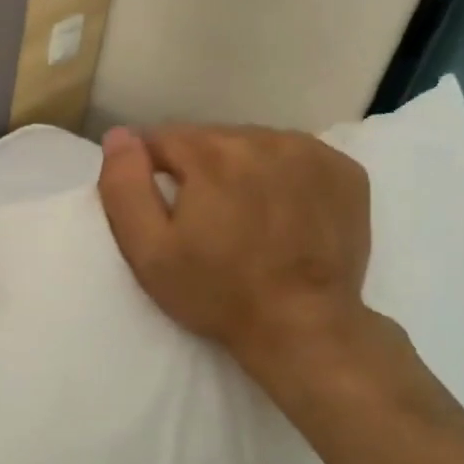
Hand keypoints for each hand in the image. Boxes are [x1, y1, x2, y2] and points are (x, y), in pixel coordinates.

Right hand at [96, 123, 375, 393]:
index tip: (161, 208)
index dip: (151, 172)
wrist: (304, 328)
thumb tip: (118, 135)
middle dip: (197, 170)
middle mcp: (263, 139)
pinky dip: (282, 176)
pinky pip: (295, 157)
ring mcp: (310, 152)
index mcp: (211, 154)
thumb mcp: (148, 251)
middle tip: (201, 220)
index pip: (161, 138)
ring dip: (239, 170)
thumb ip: (124, 187)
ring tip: (243, 217)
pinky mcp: (344, 171)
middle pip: (209, 139)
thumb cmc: (217, 293)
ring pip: (252, 145)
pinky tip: (281, 213)